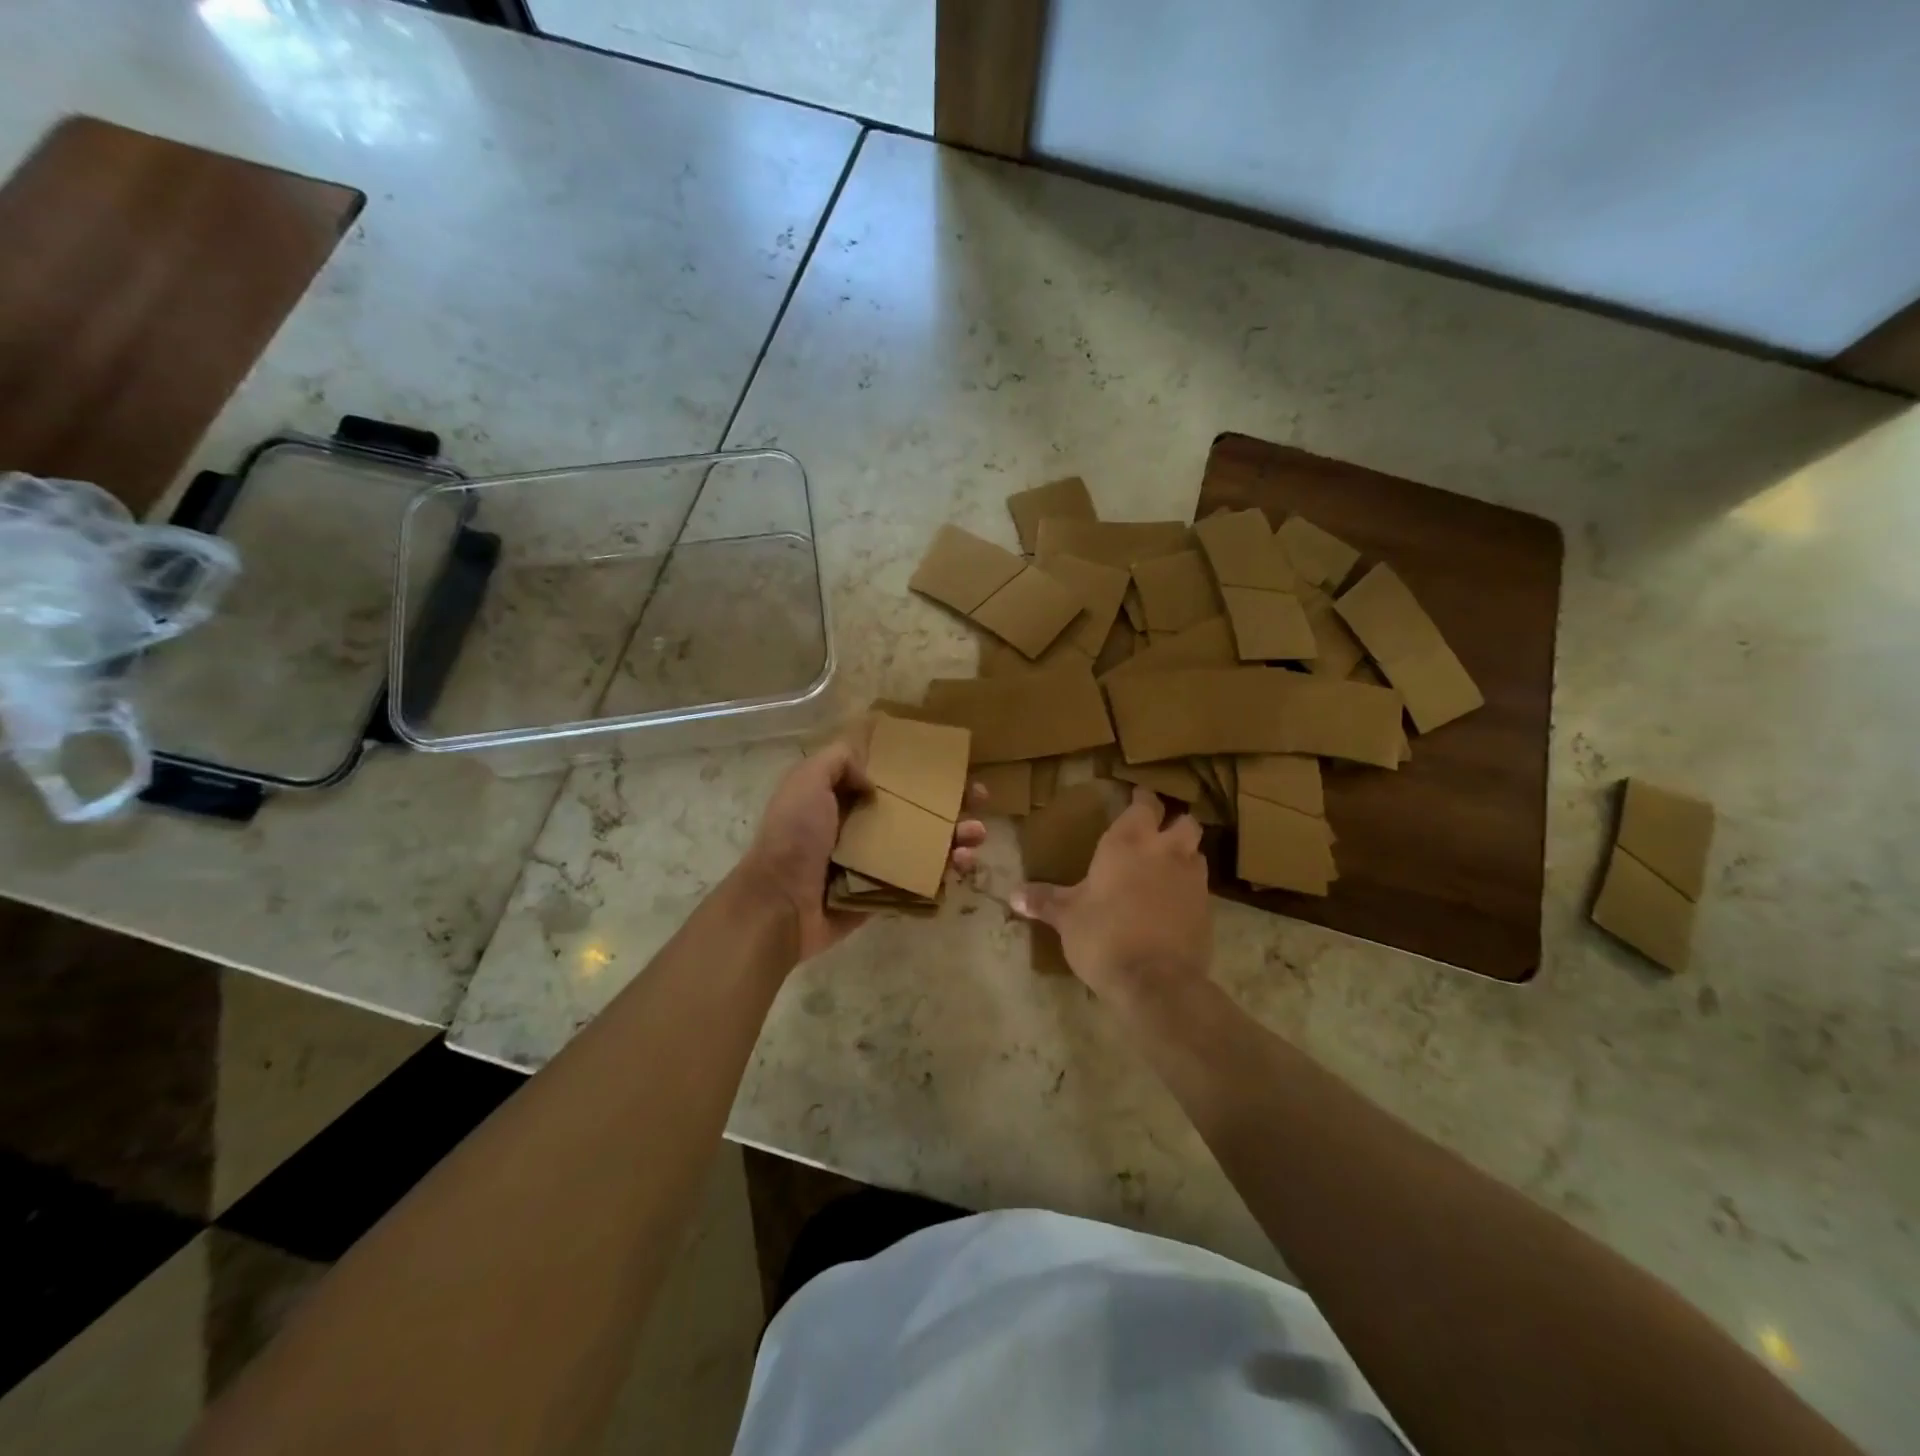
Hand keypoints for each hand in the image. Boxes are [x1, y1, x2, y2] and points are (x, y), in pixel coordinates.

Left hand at [736, 739, 986, 963]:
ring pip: (927, 846)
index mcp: (844, 798)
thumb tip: (875, 780)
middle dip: (951, 804)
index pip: (892, 778)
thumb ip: (838, 761)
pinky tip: (962, 864)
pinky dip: (945, 873)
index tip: (952, 766)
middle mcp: (863, 828)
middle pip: (917, 811)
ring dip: (956, 838)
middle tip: (979, 799)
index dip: (923, 772)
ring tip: (976, 835)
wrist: (779, 904)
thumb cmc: (794, 838)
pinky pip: (921, 880)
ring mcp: (876, 863)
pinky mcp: (885, 893)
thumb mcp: (807, 781)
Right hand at [1011, 786, 1211, 1006]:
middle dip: (1173, 823)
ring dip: (1184, 854)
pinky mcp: (1207, 910)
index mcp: (1128, 842)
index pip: (1143, 804)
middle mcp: (1165, 851)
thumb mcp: (1067, 918)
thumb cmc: (1103, 935)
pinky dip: (1189, 889)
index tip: (1135, 799)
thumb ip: (1044, 900)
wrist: (1155, 981)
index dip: (1141, 800)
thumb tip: (1013, 895)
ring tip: (1166, 868)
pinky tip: (1172, 904)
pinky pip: (1200, 888)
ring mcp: (1192, 880)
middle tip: (1156, 833)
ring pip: (1196, 852)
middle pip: (1183, 821)